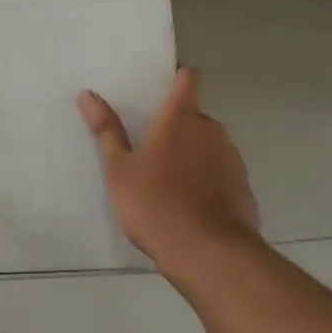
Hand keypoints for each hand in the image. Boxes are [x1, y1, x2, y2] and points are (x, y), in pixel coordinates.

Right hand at [78, 69, 261, 287]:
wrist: (210, 254)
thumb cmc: (156, 204)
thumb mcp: (119, 170)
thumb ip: (106, 130)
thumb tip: (87, 94)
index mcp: (180, 118)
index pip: (188, 79)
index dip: (178, 78)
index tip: (162, 88)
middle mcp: (211, 130)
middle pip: (195, 116)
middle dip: (178, 127)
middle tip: (152, 149)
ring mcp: (232, 159)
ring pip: (210, 146)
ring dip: (194, 155)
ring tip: (170, 182)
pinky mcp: (244, 189)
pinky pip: (222, 174)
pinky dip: (209, 181)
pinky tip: (192, 206)